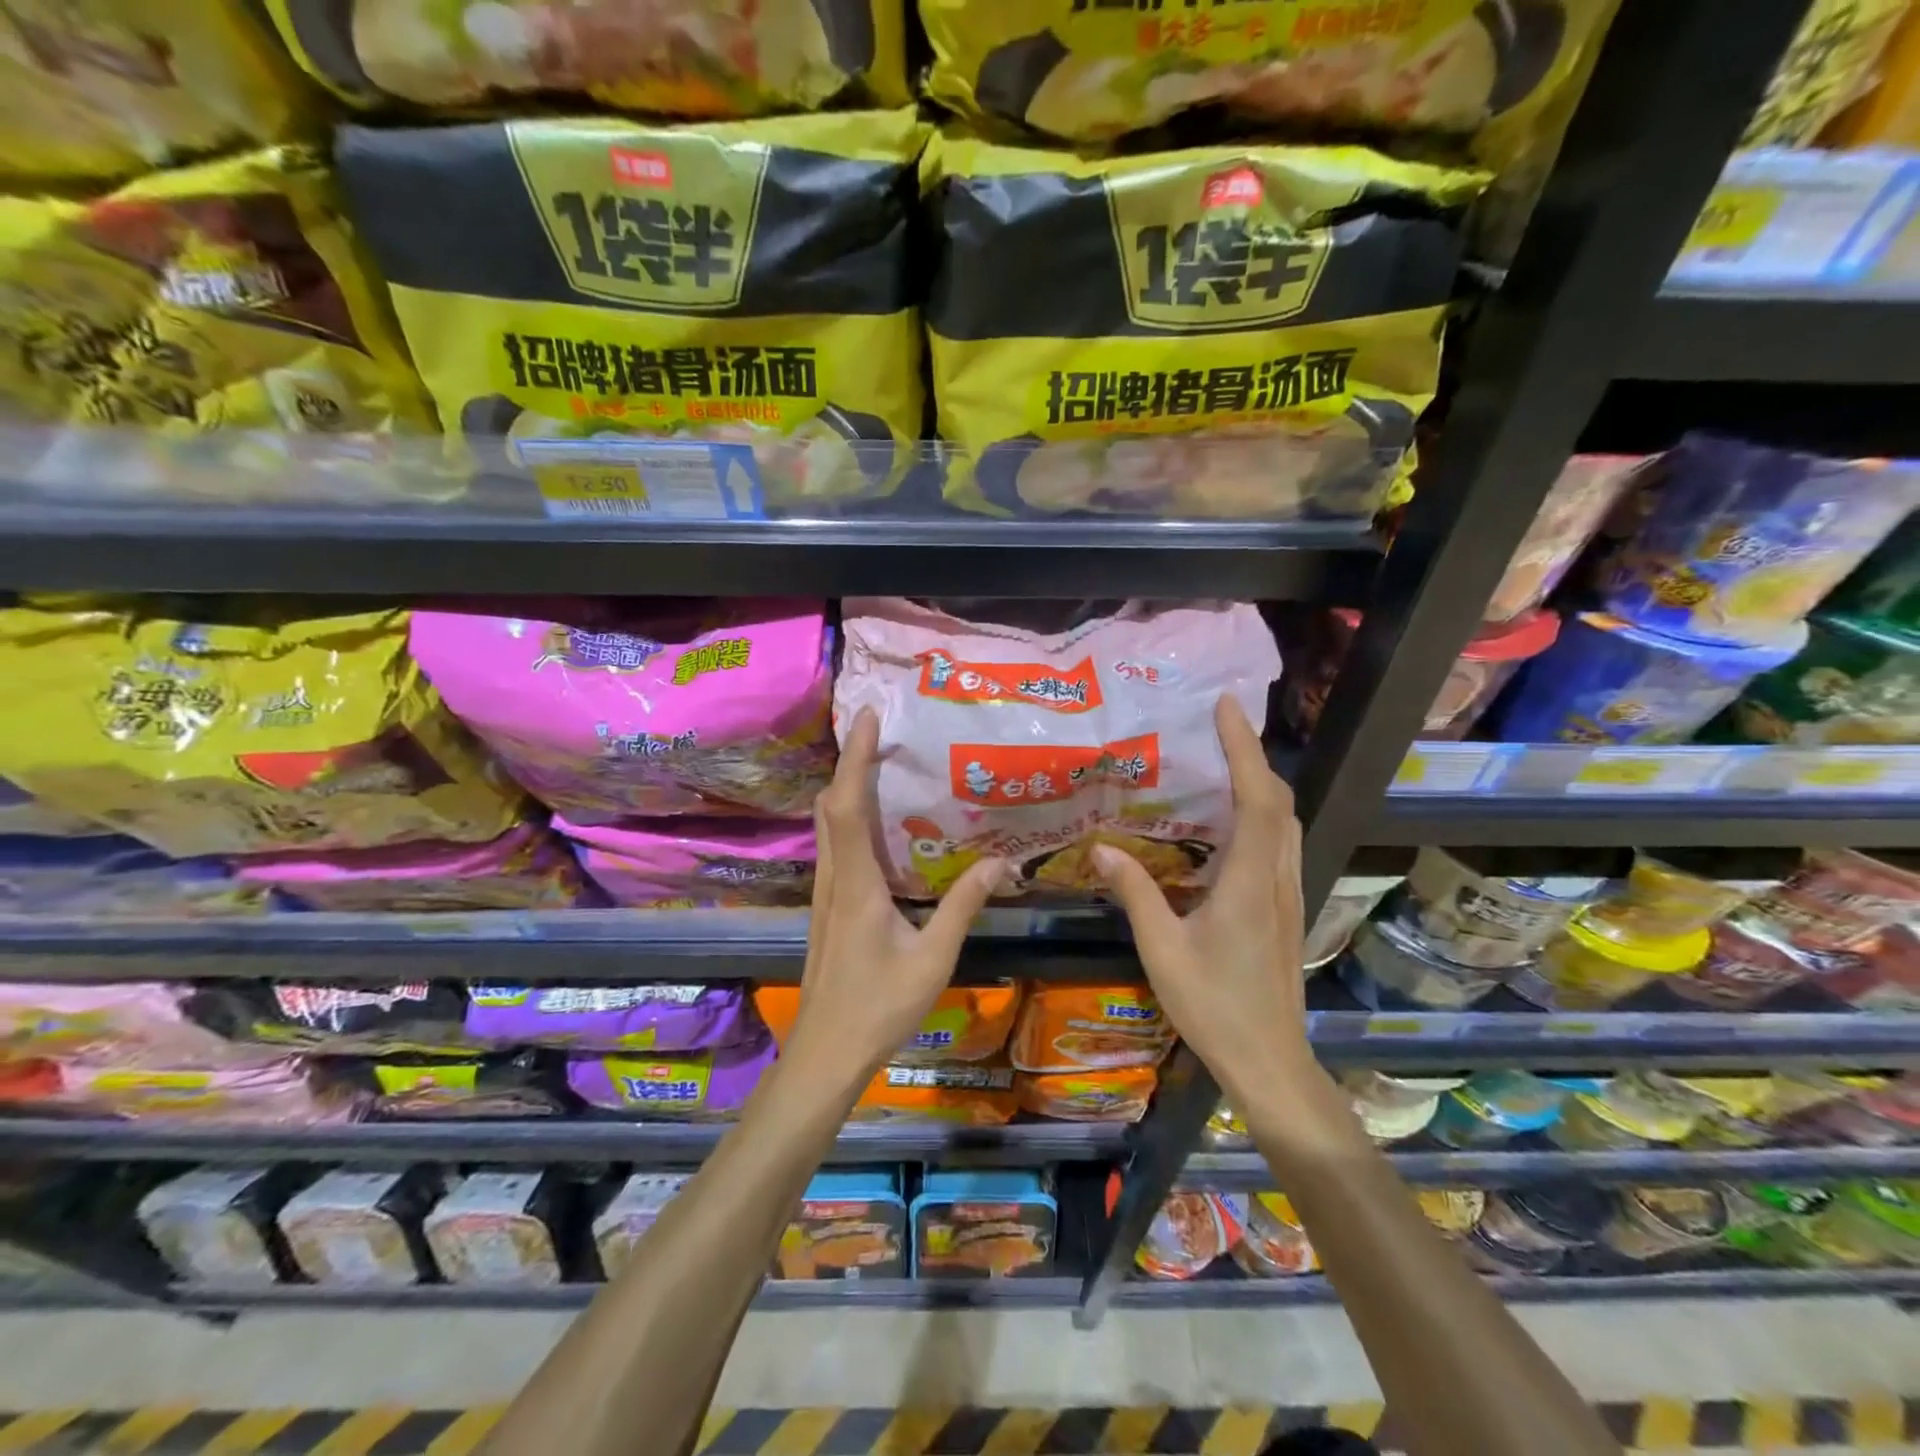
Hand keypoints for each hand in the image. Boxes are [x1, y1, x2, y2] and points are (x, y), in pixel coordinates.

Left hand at [784, 708, 1006, 1087]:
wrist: (826, 1052)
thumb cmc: (879, 1007)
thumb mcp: (933, 957)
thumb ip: (965, 905)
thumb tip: (1001, 861)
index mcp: (856, 883)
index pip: (847, 806)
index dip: (855, 758)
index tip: (868, 718)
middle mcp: (834, 878)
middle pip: (831, 806)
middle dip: (851, 762)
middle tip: (879, 730)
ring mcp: (826, 892)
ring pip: (828, 825)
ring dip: (847, 787)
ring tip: (880, 762)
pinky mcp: (828, 905)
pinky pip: (835, 845)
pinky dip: (850, 816)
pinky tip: (878, 822)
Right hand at [1091, 696, 1311, 1104]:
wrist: (1270, 1060)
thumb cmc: (1214, 1007)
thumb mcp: (1163, 950)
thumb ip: (1136, 894)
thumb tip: (1103, 848)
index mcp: (1248, 881)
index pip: (1256, 798)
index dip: (1245, 748)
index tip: (1227, 708)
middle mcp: (1275, 877)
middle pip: (1278, 801)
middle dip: (1253, 755)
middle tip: (1219, 725)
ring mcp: (1286, 891)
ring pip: (1285, 821)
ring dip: (1260, 781)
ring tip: (1223, 759)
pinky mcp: (1283, 905)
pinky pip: (1278, 842)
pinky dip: (1261, 811)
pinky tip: (1229, 818)